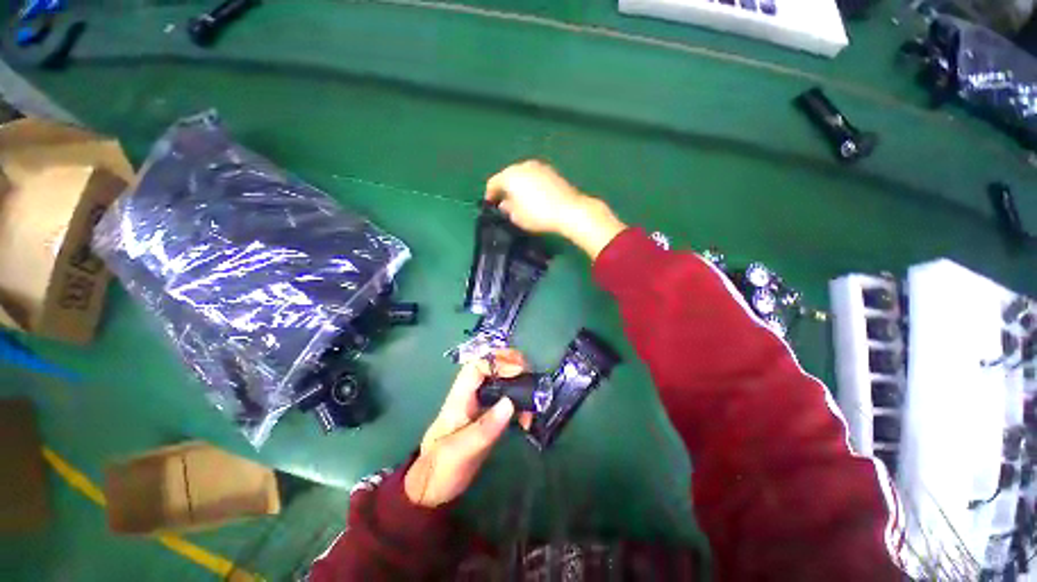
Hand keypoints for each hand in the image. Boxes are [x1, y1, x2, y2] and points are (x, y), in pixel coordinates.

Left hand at [404, 350, 528, 507]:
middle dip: (514, 365)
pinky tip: (528, 418)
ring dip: (521, 384)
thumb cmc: (440, 469)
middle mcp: (472, 394)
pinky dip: (522, 402)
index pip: (478, 366)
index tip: (519, 372)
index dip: (499, 363)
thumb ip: (485, 429)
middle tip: (532, 378)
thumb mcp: (460, 451)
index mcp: (460, 396)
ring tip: (533, 404)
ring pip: (503, 379)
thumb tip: (510, 403)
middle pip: (493, 365)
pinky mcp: (491, 415)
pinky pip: (509, 397)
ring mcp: (482, 403)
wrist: (433, 489)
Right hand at [485, 160, 626, 259]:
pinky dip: (530, 185)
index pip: (493, 183)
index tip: (490, 205)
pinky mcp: (551, 172)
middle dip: (505, 189)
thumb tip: (504, 204)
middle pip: (508, 176)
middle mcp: (523, 166)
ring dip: (518, 186)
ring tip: (520, 201)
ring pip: (522, 175)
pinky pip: (534, 177)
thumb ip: (507, 209)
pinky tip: (534, 197)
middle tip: (504, 204)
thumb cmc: (538, 215)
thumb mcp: (517, 217)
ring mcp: (539, 166)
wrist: (569, 210)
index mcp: (510, 175)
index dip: (489, 195)